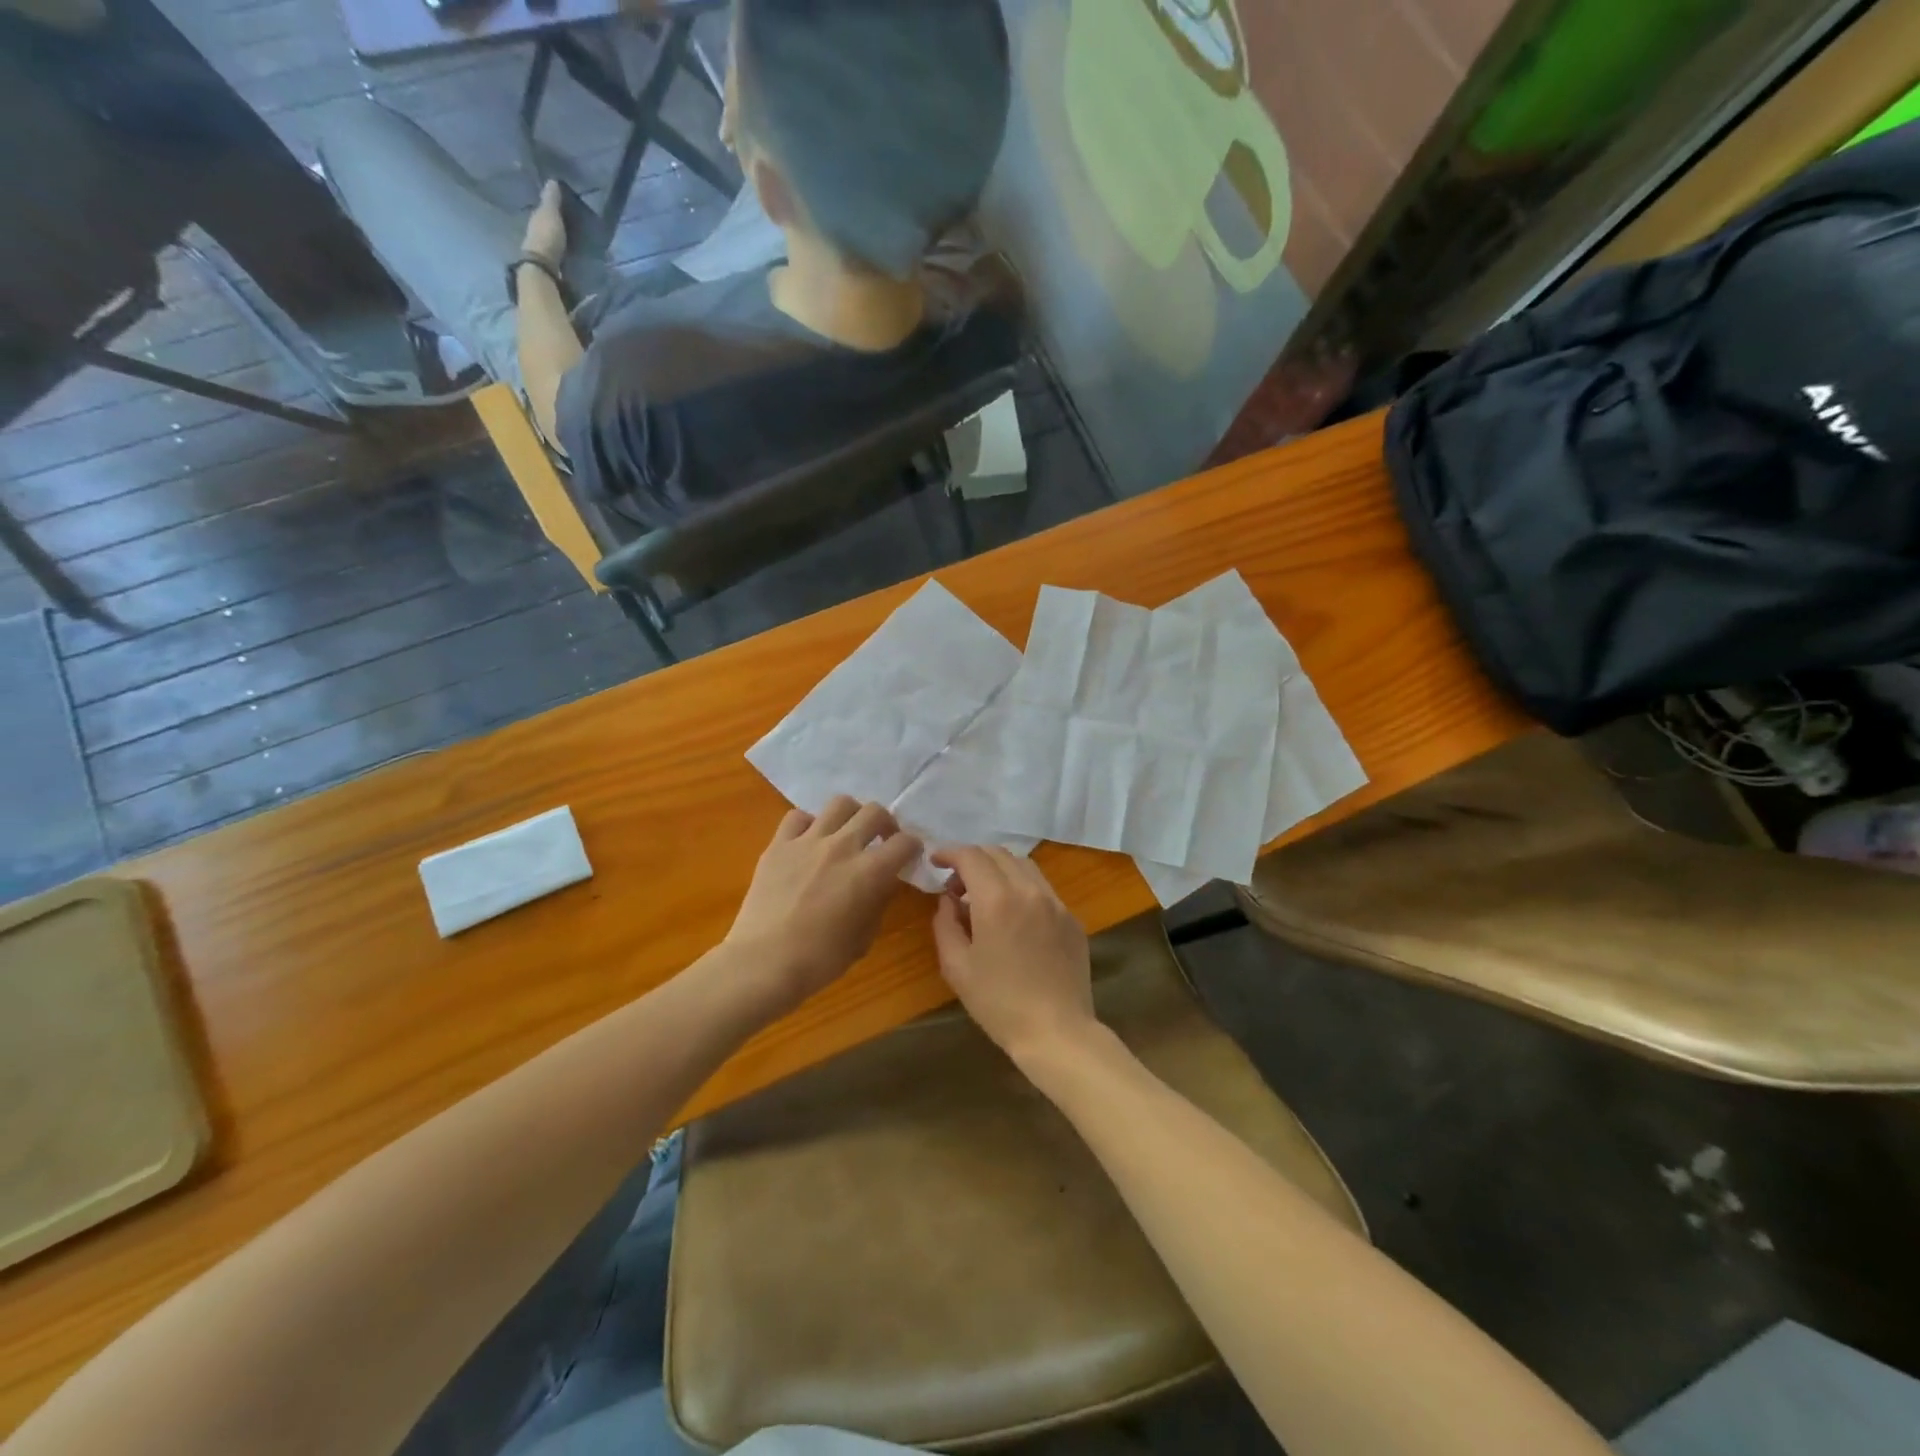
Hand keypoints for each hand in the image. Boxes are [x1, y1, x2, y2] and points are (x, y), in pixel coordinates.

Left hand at [521, 180, 567, 267]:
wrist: (544, 267)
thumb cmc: (546, 237)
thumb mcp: (550, 214)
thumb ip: (551, 199)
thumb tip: (552, 180)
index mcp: (535, 218)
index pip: (543, 209)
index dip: (552, 206)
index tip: (564, 204)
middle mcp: (536, 233)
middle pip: (548, 226)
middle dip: (557, 225)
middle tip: (573, 224)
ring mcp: (543, 251)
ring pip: (553, 240)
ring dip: (561, 240)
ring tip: (576, 240)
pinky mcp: (552, 266)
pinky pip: (559, 255)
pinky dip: (565, 253)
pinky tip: (574, 254)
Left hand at [725, 797, 922, 1016]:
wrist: (763, 963)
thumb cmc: (820, 960)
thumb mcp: (863, 938)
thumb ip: (878, 903)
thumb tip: (883, 884)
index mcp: (869, 872)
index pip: (904, 843)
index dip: (912, 848)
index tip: (908, 857)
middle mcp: (842, 847)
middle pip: (874, 811)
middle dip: (885, 823)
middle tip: (881, 840)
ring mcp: (808, 841)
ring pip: (839, 804)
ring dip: (851, 815)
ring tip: (847, 833)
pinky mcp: (778, 845)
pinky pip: (798, 817)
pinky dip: (809, 825)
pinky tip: (809, 842)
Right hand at [930, 847, 1096, 1064]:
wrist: (1057, 1032)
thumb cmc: (999, 1003)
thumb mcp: (956, 967)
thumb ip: (945, 924)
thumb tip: (948, 900)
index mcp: (997, 899)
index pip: (971, 856)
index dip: (950, 852)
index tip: (936, 860)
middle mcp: (1029, 890)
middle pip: (998, 853)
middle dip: (972, 859)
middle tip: (956, 885)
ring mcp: (1056, 902)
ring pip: (1024, 865)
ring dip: (998, 869)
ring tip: (984, 896)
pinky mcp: (1072, 918)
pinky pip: (1042, 888)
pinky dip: (1021, 887)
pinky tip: (1013, 915)